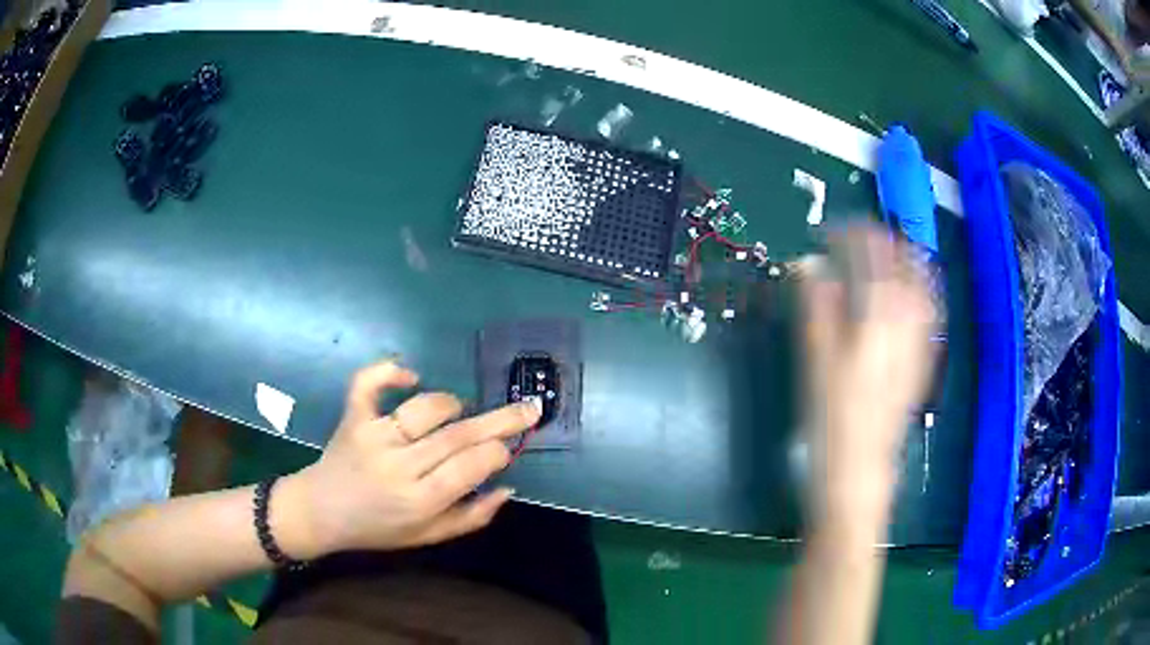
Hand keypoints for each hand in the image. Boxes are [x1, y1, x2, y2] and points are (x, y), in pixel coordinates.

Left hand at [274, 361, 540, 557]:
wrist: (321, 512)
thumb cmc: (378, 528)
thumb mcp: (428, 536)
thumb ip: (471, 517)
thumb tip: (508, 487)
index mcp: (420, 500)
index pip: (470, 467)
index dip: (497, 452)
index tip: (509, 447)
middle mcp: (398, 465)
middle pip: (457, 435)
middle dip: (499, 420)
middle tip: (528, 407)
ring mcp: (373, 436)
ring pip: (423, 408)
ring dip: (450, 403)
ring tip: (460, 409)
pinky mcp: (352, 417)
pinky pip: (369, 383)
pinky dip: (389, 370)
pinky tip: (409, 375)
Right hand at [800, 224, 937, 522]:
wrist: (859, 468)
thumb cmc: (831, 415)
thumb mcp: (815, 358)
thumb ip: (816, 304)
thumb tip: (808, 262)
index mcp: (878, 314)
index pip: (873, 253)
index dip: (852, 233)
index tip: (830, 232)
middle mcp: (907, 320)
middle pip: (907, 262)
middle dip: (885, 241)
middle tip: (860, 238)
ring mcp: (919, 341)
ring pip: (924, 285)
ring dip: (907, 261)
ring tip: (887, 254)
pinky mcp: (922, 362)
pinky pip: (930, 313)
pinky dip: (921, 291)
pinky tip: (911, 294)